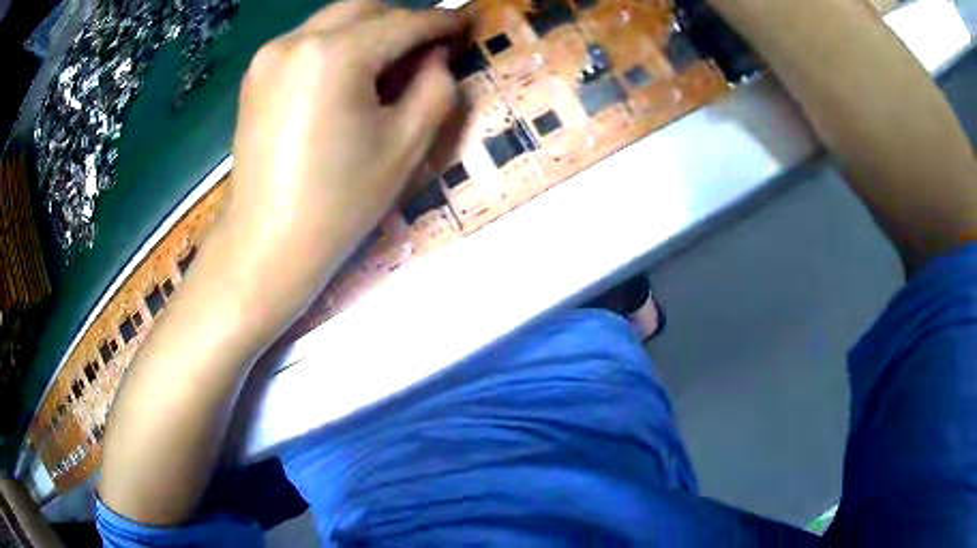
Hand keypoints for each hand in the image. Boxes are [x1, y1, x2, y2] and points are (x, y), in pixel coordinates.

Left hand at [226, 0, 463, 325]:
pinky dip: (335, 45)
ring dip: (367, 31)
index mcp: (334, 55)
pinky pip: (306, 41)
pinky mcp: (255, 75)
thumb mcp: (405, 145)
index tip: (462, 26)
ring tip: (387, 63)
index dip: (439, 22)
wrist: (267, 242)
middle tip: (425, 48)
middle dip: (400, 20)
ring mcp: (269, 56)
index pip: (402, 23)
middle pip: (363, 8)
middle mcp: (296, 41)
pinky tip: (345, 76)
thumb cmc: (338, 201)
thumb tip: (436, 57)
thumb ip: (435, 87)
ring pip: (332, 20)